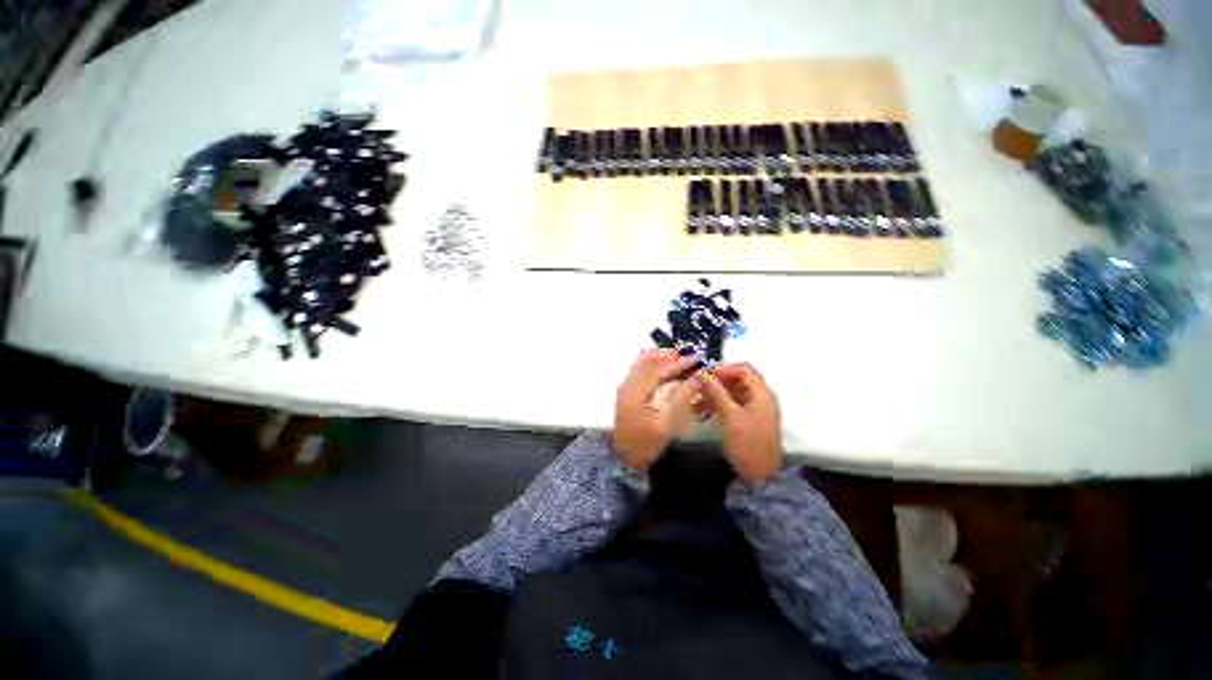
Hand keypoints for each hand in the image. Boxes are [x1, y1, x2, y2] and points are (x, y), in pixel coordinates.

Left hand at [611, 349, 700, 471]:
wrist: (623, 460)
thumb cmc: (645, 444)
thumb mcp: (666, 424)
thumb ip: (681, 398)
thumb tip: (696, 378)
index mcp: (634, 391)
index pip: (658, 369)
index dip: (679, 363)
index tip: (696, 359)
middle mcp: (628, 384)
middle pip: (648, 361)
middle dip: (669, 356)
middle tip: (689, 357)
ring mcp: (626, 387)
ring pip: (643, 363)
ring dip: (662, 359)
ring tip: (681, 360)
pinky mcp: (628, 391)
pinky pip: (641, 370)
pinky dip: (656, 366)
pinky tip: (668, 370)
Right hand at [700, 362, 781, 483]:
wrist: (761, 475)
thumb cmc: (748, 444)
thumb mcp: (730, 417)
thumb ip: (717, 393)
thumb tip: (703, 373)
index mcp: (762, 393)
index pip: (744, 369)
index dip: (724, 368)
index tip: (704, 374)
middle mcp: (760, 397)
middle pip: (738, 379)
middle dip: (717, 380)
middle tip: (697, 386)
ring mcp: (754, 408)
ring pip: (732, 391)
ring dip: (715, 392)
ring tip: (696, 399)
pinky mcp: (747, 418)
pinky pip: (731, 403)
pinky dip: (718, 403)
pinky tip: (702, 409)